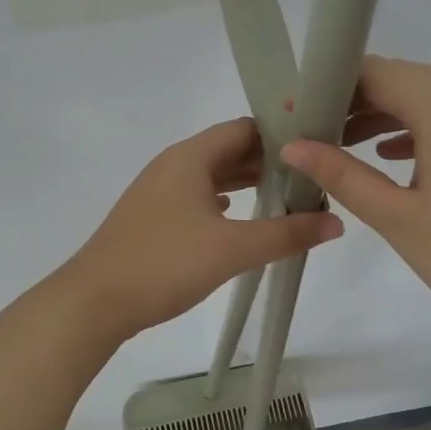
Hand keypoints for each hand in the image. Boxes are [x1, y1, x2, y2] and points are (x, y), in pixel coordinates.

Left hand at [61, 118, 343, 341]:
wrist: (94, 301)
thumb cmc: (164, 264)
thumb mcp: (233, 249)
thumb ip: (287, 234)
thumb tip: (336, 222)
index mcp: (190, 157)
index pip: (245, 128)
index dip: (282, 134)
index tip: (318, 147)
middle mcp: (174, 164)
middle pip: (229, 149)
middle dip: (270, 160)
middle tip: (312, 175)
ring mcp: (159, 190)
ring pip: (212, 173)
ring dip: (247, 181)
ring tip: (287, 195)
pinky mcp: (153, 215)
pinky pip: (197, 195)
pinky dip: (223, 199)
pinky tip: (239, 215)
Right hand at [279, 57, 430, 368]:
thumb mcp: (400, 219)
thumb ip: (344, 175)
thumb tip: (293, 146)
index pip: (379, 71)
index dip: (334, 85)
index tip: (300, 112)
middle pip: (408, 81)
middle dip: (358, 100)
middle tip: (317, 131)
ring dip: (391, 116)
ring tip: (348, 146)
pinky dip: (425, 133)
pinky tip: (401, 160)